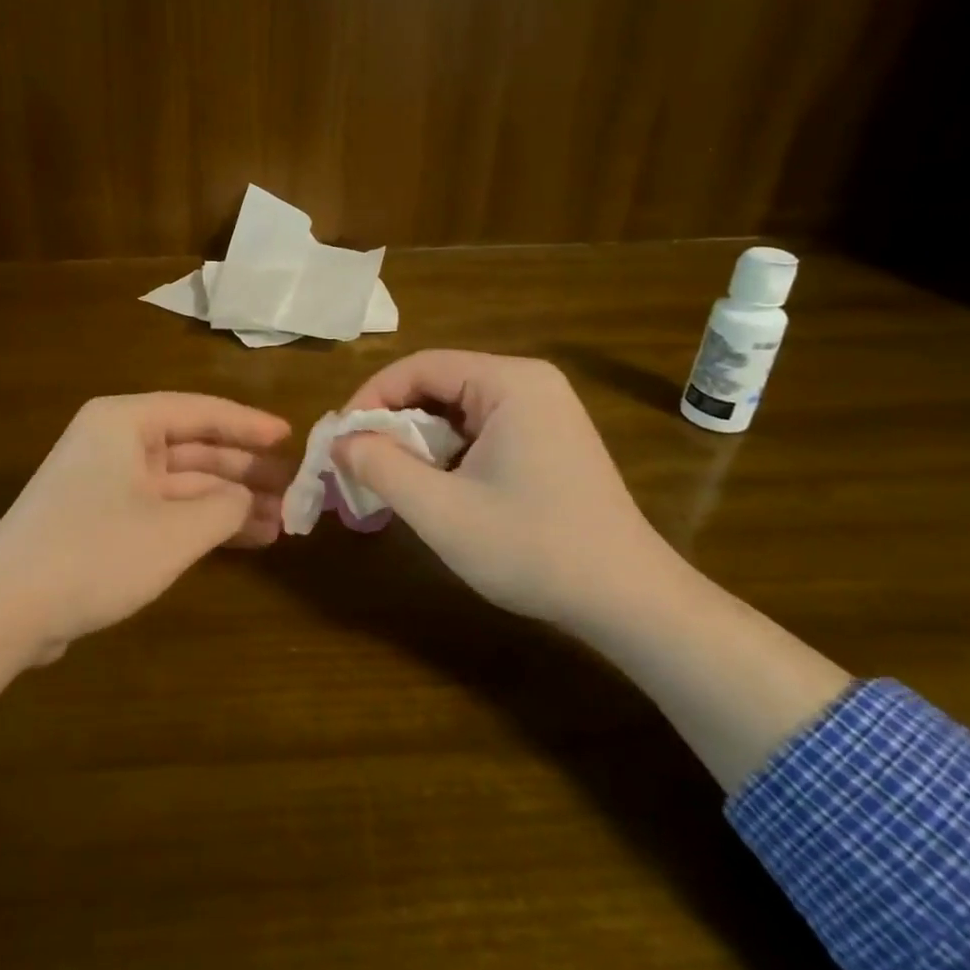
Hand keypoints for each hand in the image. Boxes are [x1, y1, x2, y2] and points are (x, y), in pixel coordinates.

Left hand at [0, 393, 292, 662]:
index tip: (292, 438)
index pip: (201, 411)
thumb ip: (226, 506)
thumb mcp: (175, 531)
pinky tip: (244, 538)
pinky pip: (163, 508)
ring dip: (228, 500)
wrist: (4, 611)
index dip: (250, 425)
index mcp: (125, 422)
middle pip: (193, 447)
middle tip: (295, 489)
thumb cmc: (95, 553)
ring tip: (281, 521)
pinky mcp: (102, 519)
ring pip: (181, 481)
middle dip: (244, 470)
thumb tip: (251, 498)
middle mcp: (114, 441)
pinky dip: (201, 521)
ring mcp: (106, 481)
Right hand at [335, 351, 683, 631]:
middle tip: (357, 461)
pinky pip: (479, 431)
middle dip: (392, 422)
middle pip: (437, 385)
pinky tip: (432, 487)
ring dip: (416, 441)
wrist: (630, 602)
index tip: (340, 439)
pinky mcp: (547, 441)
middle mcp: (528, 384)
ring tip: (388, 478)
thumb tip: (339, 442)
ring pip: (455, 411)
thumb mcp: (441, 511)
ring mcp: (543, 412)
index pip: (419, 367)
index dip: (370, 398)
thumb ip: (380, 468)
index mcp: (509, 382)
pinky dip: (445, 453)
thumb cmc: (533, 548)